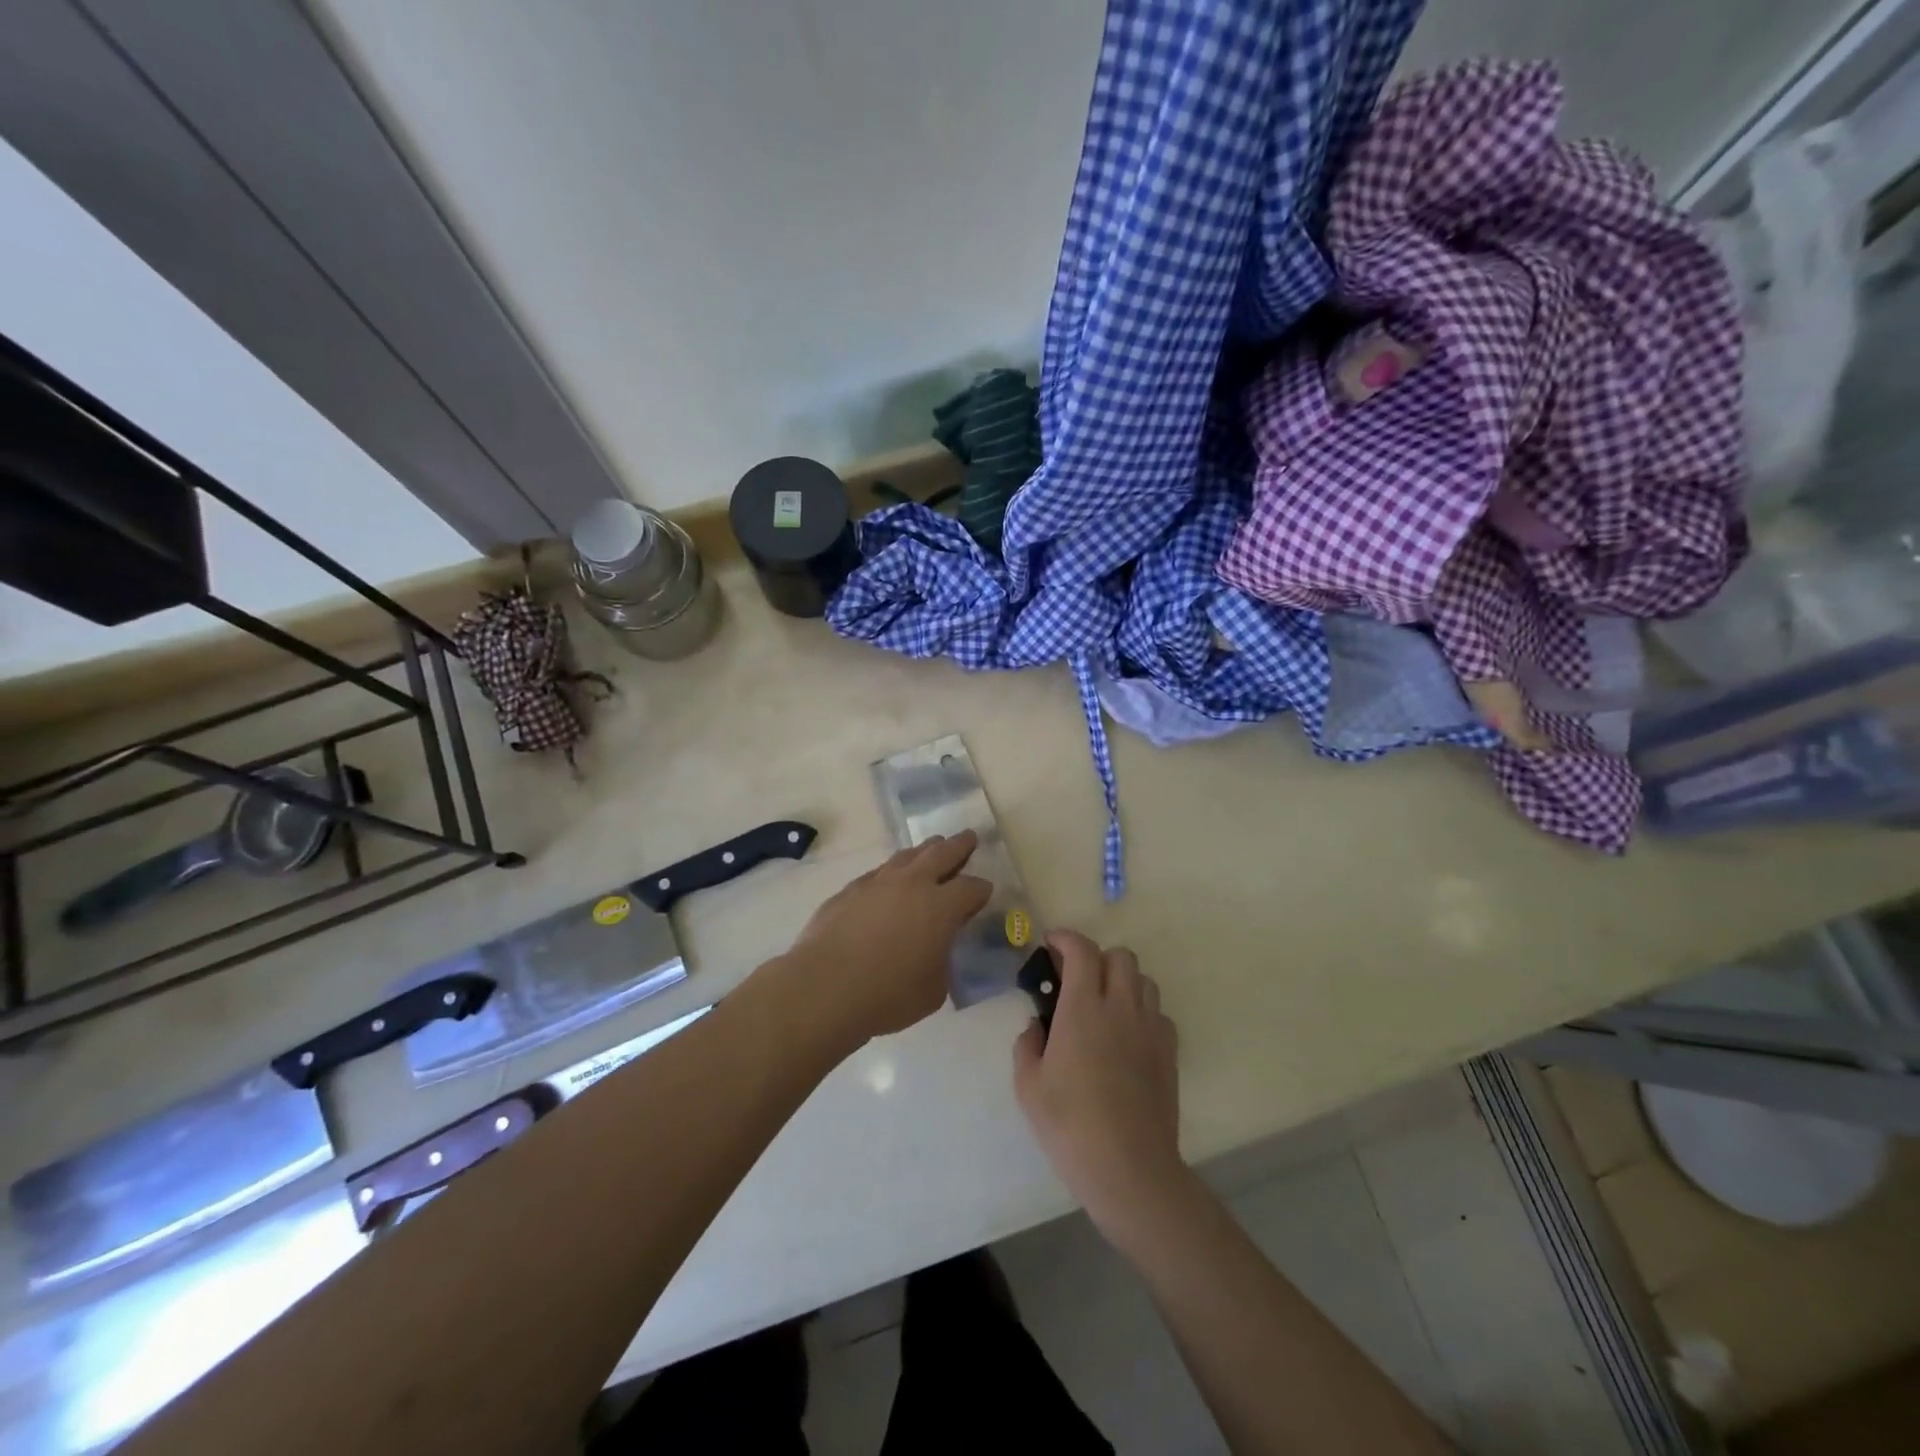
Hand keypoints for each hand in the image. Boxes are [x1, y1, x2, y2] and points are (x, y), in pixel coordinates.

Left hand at [781, 832, 991, 1042]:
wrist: (825, 987)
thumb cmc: (888, 994)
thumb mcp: (933, 989)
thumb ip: (941, 962)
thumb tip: (934, 951)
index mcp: (941, 906)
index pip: (971, 888)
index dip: (981, 890)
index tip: (984, 892)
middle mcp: (913, 884)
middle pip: (942, 853)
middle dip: (959, 845)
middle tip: (968, 837)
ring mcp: (878, 882)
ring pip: (907, 856)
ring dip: (924, 851)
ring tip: (931, 848)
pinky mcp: (850, 890)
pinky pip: (878, 872)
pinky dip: (892, 871)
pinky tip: (890, 879)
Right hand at [1013, 930, 1184, 1244]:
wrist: (1129, 1168)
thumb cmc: (1070, 1125)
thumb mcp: (1028, 1086)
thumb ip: (1027, 1045)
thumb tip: (1036, 1027)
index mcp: (1083, 1008)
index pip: (1082, 950)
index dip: (1065, 938)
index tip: (1050, 944)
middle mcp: (1121, 1008)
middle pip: (1120, 956)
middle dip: (1096, 957)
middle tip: (1076, 980)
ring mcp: (1150, 1029)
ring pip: (1143, 980)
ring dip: (1122, 981)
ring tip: (1103, 1006)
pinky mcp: (1169, 1053)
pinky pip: (1158, 1014)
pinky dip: (1142, 1012)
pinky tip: (1126, 1037)